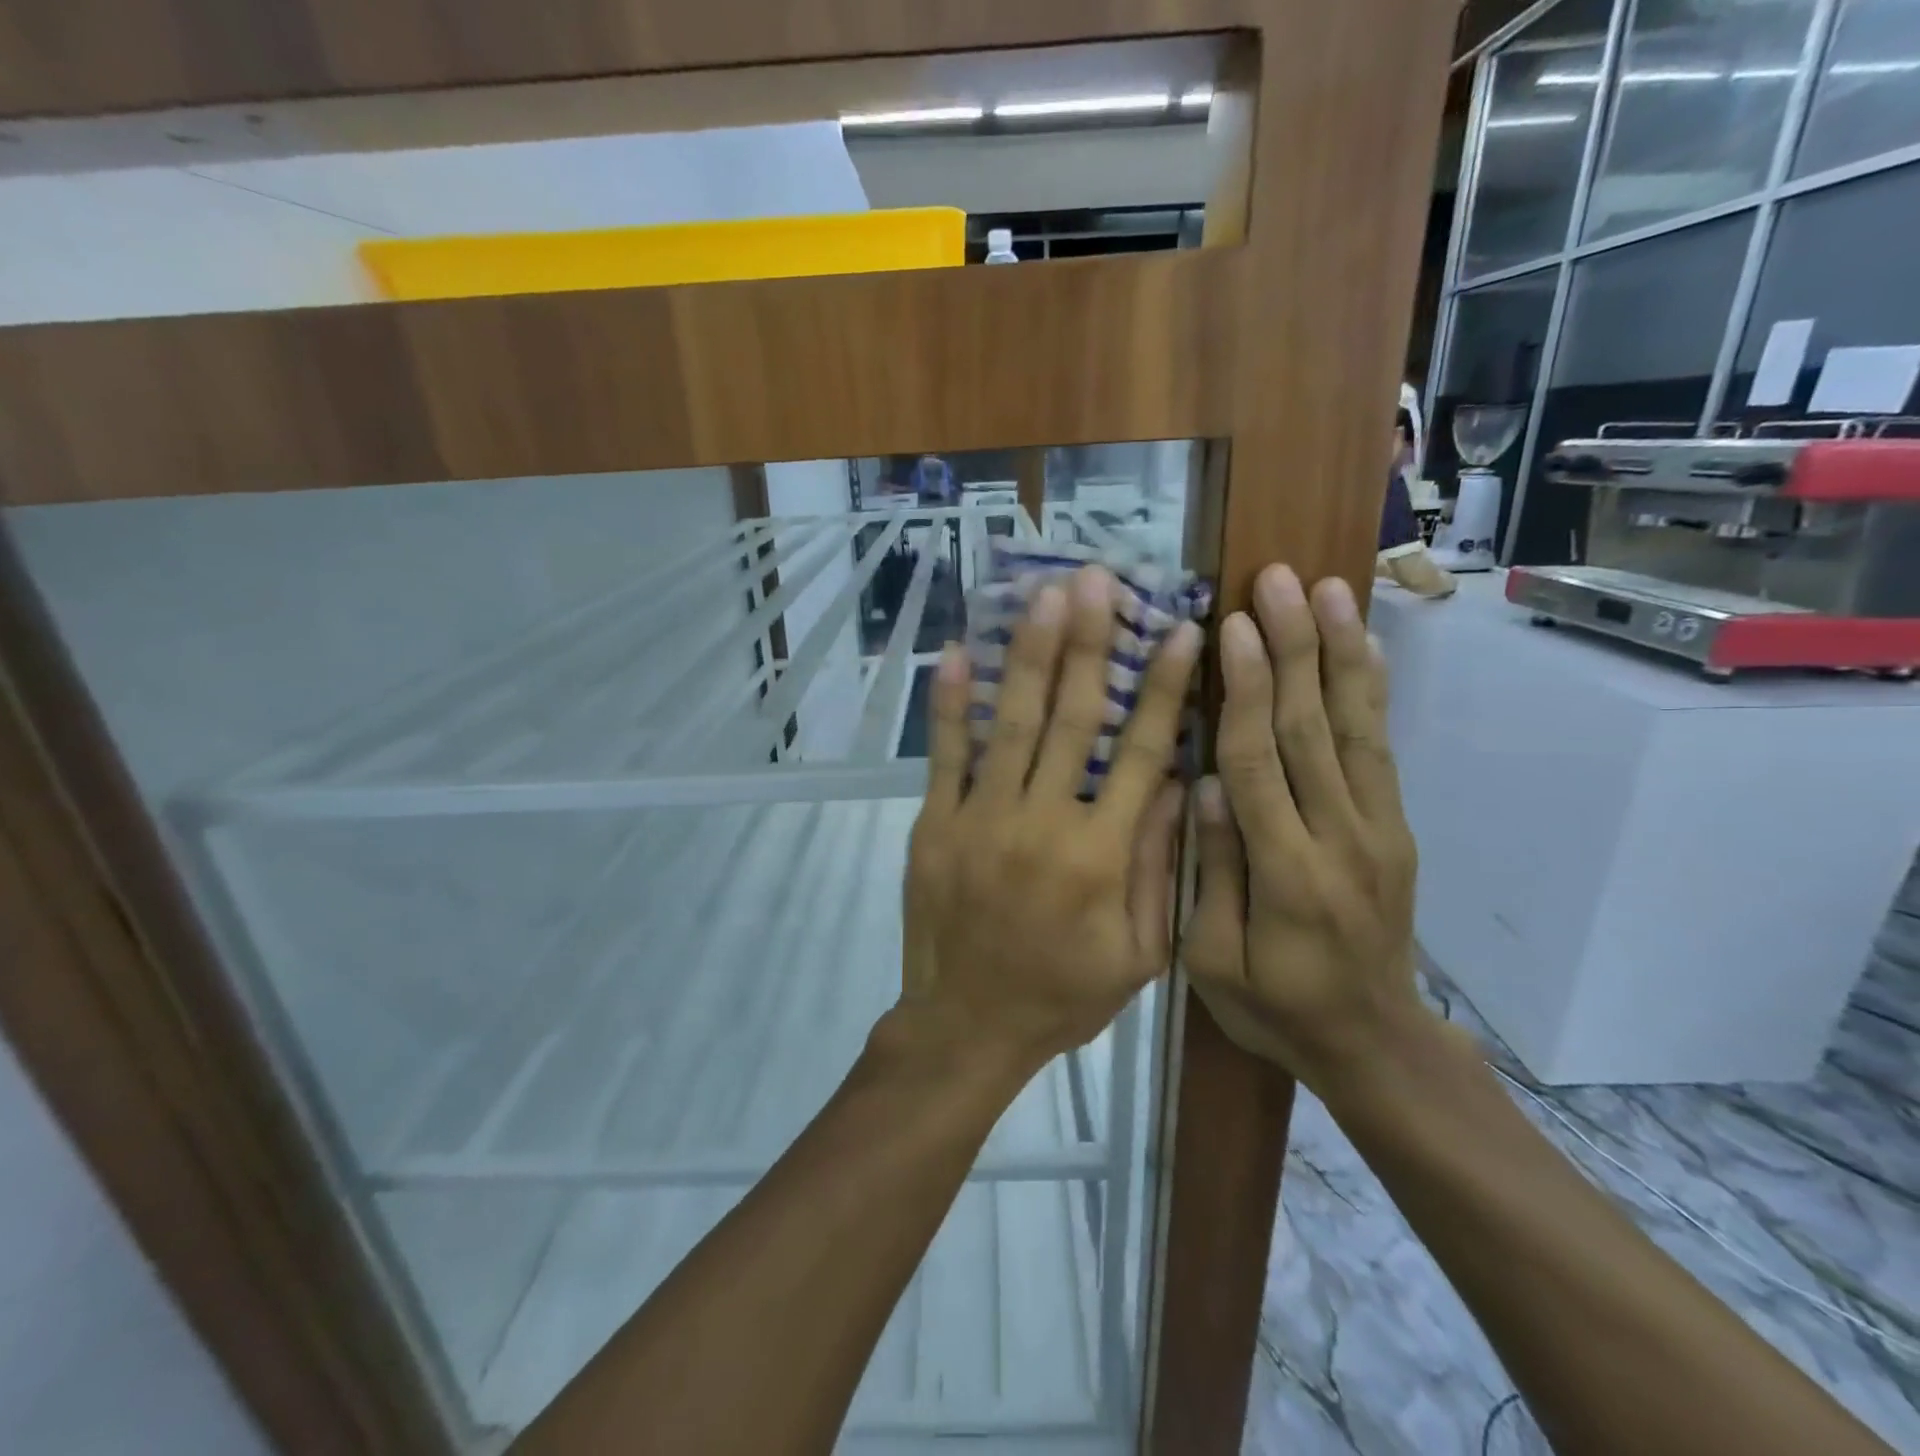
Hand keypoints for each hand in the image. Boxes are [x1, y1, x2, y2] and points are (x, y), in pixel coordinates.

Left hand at [899, 566, 1200, 1072]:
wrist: (967, 1025)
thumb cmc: (1062, 995)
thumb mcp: (1137, 953)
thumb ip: (1158, 867)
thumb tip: (1177, 784)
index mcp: (1101, 854)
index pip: (1142, 753)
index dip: (1166, 688)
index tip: (1183, 632)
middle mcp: (1043, 821)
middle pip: (1074, 717)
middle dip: (1091, 645)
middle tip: (1099, 581)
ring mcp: (981, 817)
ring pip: (1012, 722)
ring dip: (1031, 654)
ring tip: (1045, 596)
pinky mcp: (936, 824)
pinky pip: (945, 755)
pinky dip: (950, 703)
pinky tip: (957, 653)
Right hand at [1184, 565, 1428, 1089]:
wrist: (1376, 1044)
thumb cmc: (1277, 1008)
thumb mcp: (1215, 963)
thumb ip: (1213, 872)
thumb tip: (1206, 784)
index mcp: (1288, 875)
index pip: (1261, 764)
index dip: (1246, 691)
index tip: (1232, 627)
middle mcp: (1342, 838)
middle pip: (1313, 729)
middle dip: (1294, 648)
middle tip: (1278, 581)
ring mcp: (1378, 829)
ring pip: (1356, 727)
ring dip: (1340, 652)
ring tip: (1329, 590)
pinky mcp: (1395, 826)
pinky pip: (1381, 749)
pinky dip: (1372, 691)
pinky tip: (1362, 645)